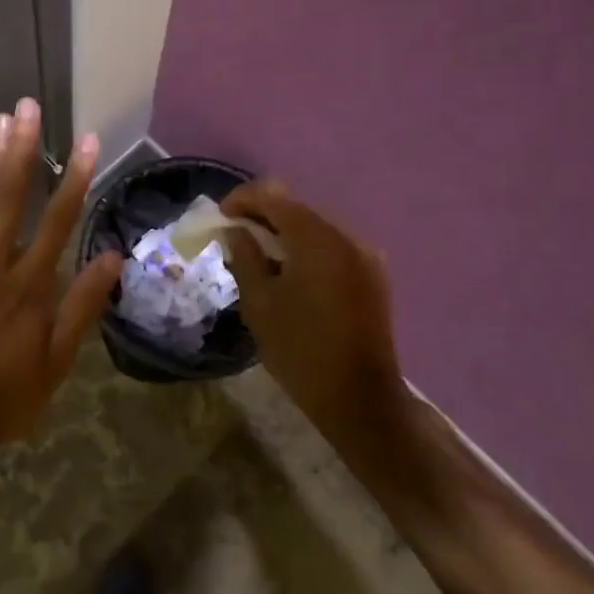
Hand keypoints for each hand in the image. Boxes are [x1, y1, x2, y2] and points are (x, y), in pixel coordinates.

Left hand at [0, 99, 122, 463]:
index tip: (86, 140)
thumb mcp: (57, 361)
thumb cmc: (5, 397)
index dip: (75, 177)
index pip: (60, 220)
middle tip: (28, 106)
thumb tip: (112, 257)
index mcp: (32, 284)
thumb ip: (82, 306)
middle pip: (13, 197)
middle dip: (23, 149)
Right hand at [221, 181, 402, 434]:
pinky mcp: (373, 274)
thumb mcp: (259, 303)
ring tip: (260, 257)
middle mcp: (346, 236)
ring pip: (315, 226)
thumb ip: (245, 257)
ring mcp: (365, 254)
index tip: (221, 218)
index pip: (273, 196)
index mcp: (316, 239)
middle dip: (263, 215)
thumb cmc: (300, 350)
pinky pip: (332, 246)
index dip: (242, 199)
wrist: (359, 398)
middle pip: (297, 207)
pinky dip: (307, 248)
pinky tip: (291, 273)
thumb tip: (237, 231)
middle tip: (235, 236)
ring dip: (285, 232)